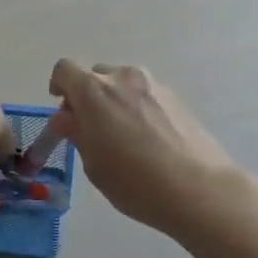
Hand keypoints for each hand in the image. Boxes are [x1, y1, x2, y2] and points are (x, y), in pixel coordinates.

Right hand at [46, 60, 237, 234]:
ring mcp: (153, 84)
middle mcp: (122, 77)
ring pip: (122, 84)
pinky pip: (145, 94)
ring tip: (123, 135)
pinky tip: (147, 139)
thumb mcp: (93, 163)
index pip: (64, 69)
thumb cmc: (134, 181)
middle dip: (88, 97)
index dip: (59, 86)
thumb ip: (76, 133)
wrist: (198, 188)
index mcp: (94, 91)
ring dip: (114, 101)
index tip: (64, 111)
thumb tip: (65, 117)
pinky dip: (138, 107)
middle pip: (95, 75)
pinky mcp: (176, 96)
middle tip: (92, 129)